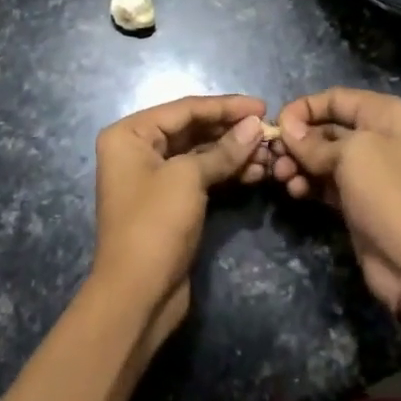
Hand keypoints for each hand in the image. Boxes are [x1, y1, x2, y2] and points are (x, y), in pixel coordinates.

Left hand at [90, 94, 268, 344]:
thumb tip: (256, 126)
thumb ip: (224, 150)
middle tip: (269, 131)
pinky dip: (227, 173)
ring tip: (270, 154)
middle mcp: (138, 150)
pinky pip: (201, 177)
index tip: (262, 106)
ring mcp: (154, 177)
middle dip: (232, 131)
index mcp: (130, 134)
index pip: (185, 109)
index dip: (226, 106)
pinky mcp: (170, 202)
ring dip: (234, 153)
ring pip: (200, 154)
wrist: (137, 295)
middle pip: (193, 129)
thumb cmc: (155, 224)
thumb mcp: (189, 178)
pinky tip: (257, 173)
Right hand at [274, 87, 400, 307]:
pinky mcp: (358, 199)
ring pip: (323, 157)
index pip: (337, 98)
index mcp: (387, 115)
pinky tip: (295, 191)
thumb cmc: (387, 191)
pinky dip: (309, 183)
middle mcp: (379, 137)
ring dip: (299, 163)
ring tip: (282, 176)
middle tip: (273, 155)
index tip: (277, 123)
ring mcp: (369, 171)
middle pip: (327, 127)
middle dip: (298, 139)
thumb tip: (286, 128)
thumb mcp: (350, 155)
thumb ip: (313, 141)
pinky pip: (326, 182)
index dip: (305, 107)